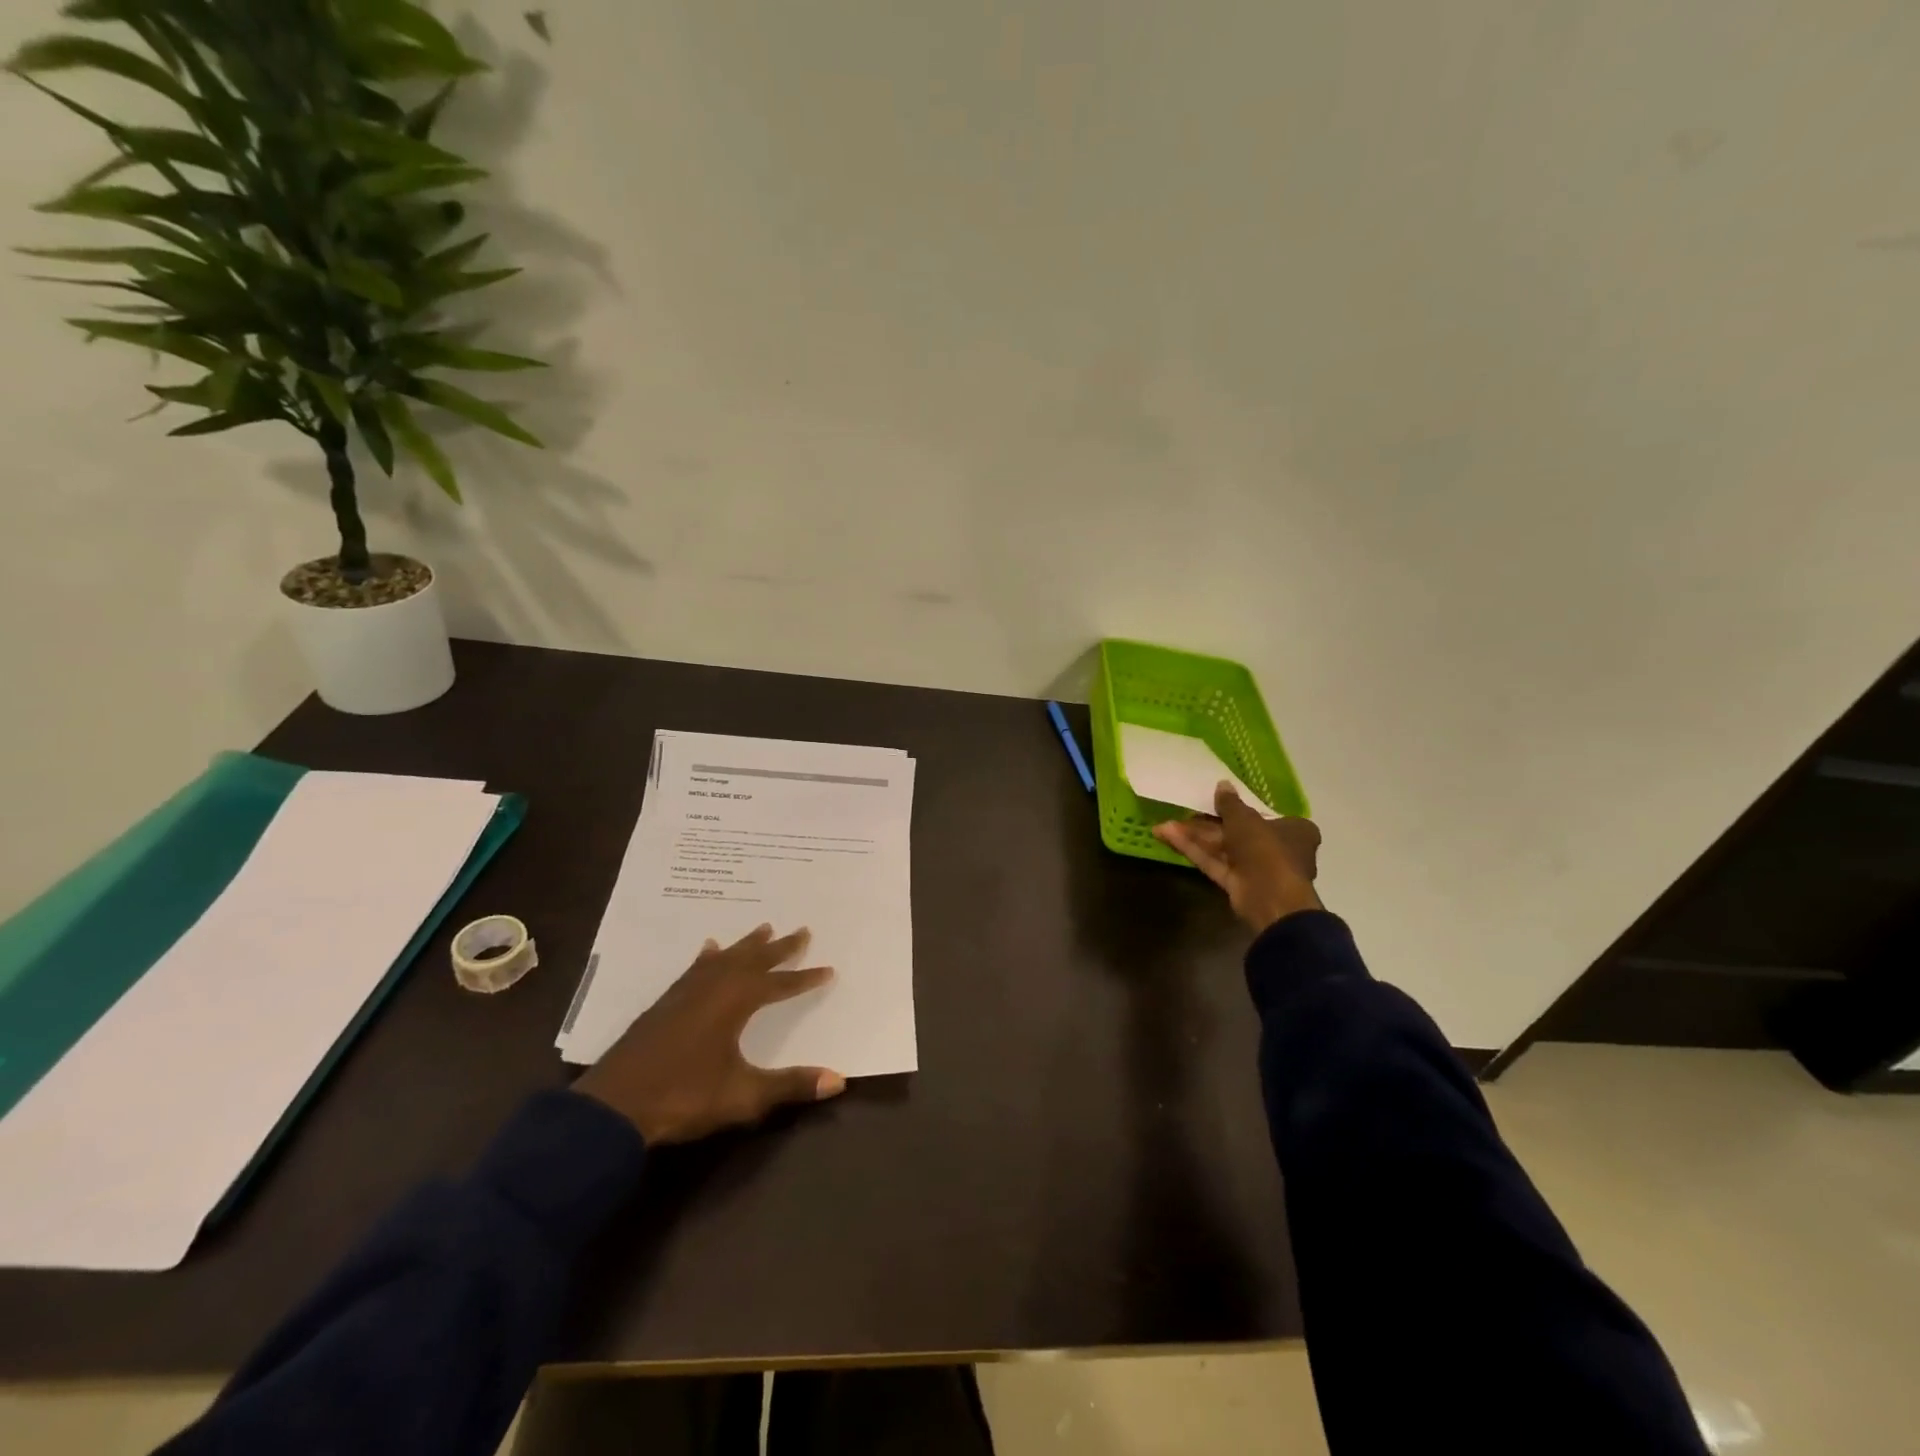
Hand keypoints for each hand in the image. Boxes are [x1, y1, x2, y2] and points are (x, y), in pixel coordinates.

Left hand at [575, 925, 846, 1144]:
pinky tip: (708, 949)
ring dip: (747, 945)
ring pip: (724, 959)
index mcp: (734, 1002)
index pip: (779, 985)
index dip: (804, 978)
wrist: (613, 1108)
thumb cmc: (683, 1097)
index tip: (828, 969)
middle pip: (752, 960)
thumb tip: (840, 1080)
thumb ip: (791, 1085)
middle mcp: (712, 988)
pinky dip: (709, 957)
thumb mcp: (743, 1096)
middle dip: (780, 948)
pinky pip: (696, 968)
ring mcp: (685, 993)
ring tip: (763, 927)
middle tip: (802, 930)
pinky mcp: (665, 1004)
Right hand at [1152, 781, 1323, 933]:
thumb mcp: (1245, 819)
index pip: (1264, 814)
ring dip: (1195, 836)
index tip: (1214, 801)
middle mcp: (1277, 849)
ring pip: (1222, 848)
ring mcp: (1256, 868)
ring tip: (1164, 824)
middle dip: (1206, 823)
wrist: (1270, 899)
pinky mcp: (1237, 884)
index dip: (1238, 808)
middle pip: (1237, 832)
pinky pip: (1215, 862)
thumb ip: (1230, 803)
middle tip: (1183, 812)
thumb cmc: (1268, 850)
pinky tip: (1169, 837)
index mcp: (1293, 830)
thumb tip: (1222, 784)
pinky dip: (1195, 850)